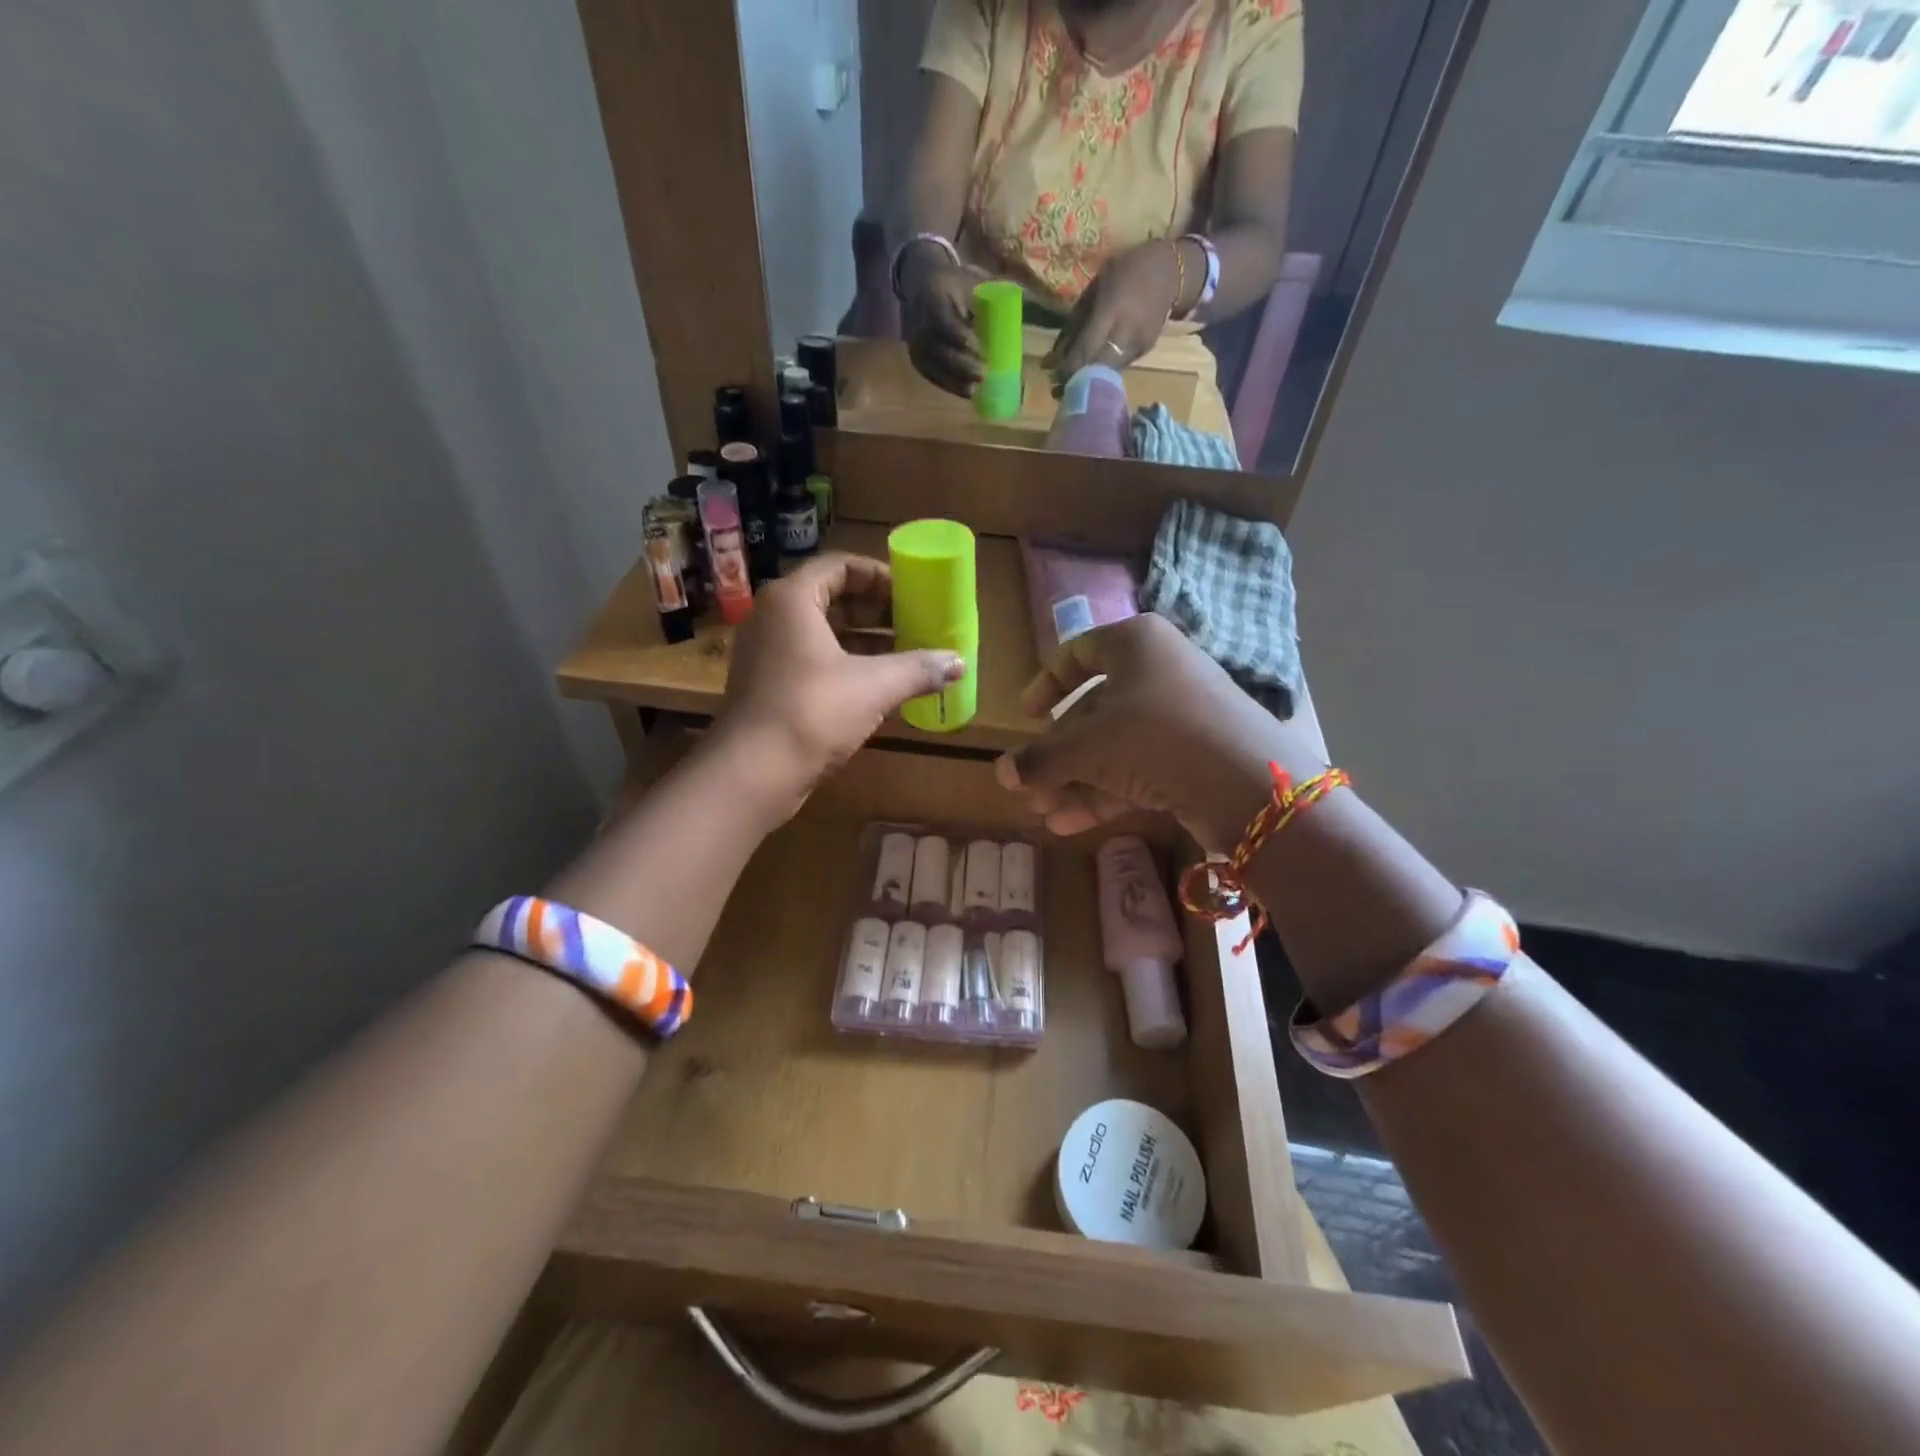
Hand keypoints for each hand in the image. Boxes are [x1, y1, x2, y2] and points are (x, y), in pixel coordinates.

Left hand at [718, 553, 966, 816]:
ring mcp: (766, 653)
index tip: (913, 594)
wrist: (751, 773)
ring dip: (864, 641)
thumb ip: (918, 668)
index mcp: (792, 599)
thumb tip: (960, 662)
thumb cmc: (812, 712)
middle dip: (877, 611)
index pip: (841, 566)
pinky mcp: (767, 685)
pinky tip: (878, 687)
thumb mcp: (874, 686)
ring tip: (906, 655)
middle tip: (915, 624)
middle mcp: (773, 617)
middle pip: (831, 598)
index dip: (880, 576)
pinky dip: (845, 665)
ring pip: (822, 633)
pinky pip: (812, 660)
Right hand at [902, 257, 989, 396]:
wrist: (922, 286)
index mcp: (933, 296)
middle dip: (961, 365)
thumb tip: (1034, 301)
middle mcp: (919, 321)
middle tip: (983, 374)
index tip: (978, 348)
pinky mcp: (917, 359)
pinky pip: (932, 376)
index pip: (942, 320)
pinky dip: (950, 386)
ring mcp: (916, 343)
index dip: (959, 336)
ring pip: (934, 367)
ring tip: (976, 390)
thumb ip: (996, 292)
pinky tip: (967, 393)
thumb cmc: (955, 284)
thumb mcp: (972, 280)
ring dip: (955, 381)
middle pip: (938, 349)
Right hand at [994, 614, 1325, 851]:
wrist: (1247, 784)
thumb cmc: (1154, 737)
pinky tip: (1068, 825)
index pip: (1077, 653)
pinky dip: (1102, 794)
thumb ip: (1039, 759)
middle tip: (1027, 787)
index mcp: (1134, 644)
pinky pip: (1135, 769)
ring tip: (1043, 814)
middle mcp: (1157, 672)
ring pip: (1111, 746)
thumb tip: (1002, 773)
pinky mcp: (1190, 757)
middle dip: (1055, 754)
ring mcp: (1177, 717)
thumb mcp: (1086, 746)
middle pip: (1091, 710)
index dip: (1045, 684)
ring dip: (1073, 781)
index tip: (1025, 717)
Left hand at [1042, 241, 1180, 384]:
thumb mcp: (1095, 288)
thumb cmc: (1126, 271)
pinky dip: (1105, 370)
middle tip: (1059, 388)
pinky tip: (1094, 369)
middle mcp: (1127, 331)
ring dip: (1090, 379)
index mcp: (1112, 310)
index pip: (1086, 349)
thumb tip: (1055, 355)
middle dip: (1077, 380)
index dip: (1068, 368)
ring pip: (1108, 372)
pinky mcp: (1145, 351)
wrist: (1171, 271)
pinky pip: (1120, 366)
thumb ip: (1076, 322)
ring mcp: (1139, 344)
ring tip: (1072, 381)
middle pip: (1097, 367)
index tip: (1053, 377)